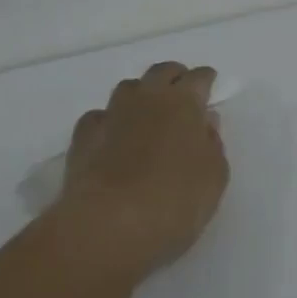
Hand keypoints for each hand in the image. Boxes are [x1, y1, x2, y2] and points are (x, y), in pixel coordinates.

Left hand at [56, 61, 230, 277]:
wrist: (109, 224)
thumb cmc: (174, 202)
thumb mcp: (213, 178)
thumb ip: (212, 144)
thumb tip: (205, 121)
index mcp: (183, 104)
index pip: (198, 79)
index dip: (205, 79)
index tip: (209, 83)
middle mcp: (146, 99)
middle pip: (160, 73)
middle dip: (174, 76)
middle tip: (181, 90)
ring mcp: (111, 114)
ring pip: (128, 88)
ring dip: (141, 93)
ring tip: (147, 110)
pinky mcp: (83, 136)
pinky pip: (100, 116)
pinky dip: (111, 120)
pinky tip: (113, 135)